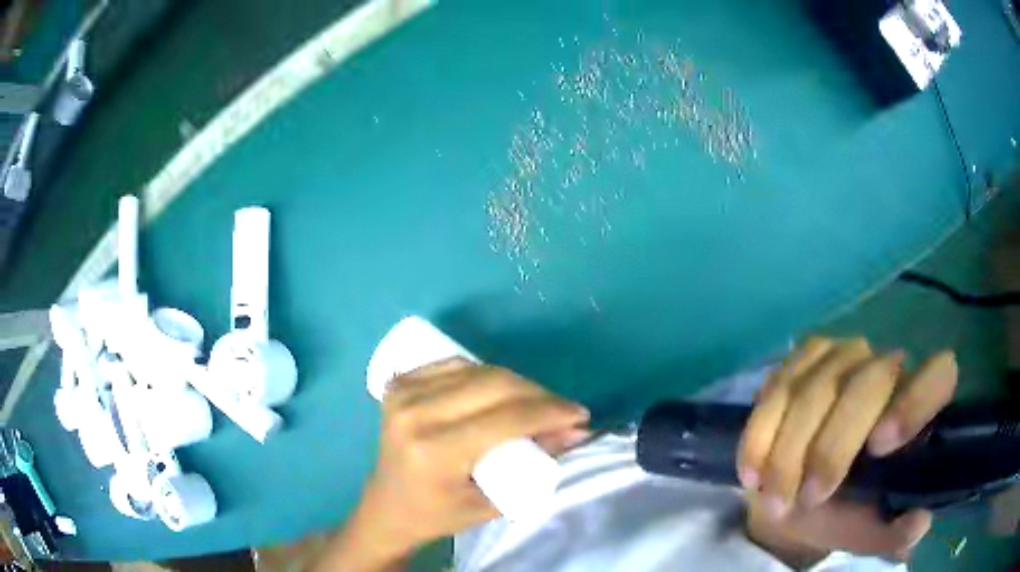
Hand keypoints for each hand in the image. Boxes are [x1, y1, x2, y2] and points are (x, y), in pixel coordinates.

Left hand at [316, 359, 589, 570]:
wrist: (387, 506)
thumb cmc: (439, 514)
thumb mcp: (492, 502)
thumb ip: (535, 467)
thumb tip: (575, 432)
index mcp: (434, 450)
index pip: (506, 417)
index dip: (550, 411)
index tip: (580, 415)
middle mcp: (415, 413)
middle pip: (495, 384)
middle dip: (539, 394)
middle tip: (562, 410)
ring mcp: (402, 393)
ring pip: (477, 369)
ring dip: (515, 383)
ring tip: (536, 402)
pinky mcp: (398, 384)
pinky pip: (454, 365)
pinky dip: (484, 373)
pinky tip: (499, 391)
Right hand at [737, 338, 957, 565]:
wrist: (796, 493)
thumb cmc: (844, 510)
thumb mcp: (869, 529)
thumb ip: (894, 531)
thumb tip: (918, 522)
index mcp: (918, 404)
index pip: (938, 374)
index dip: (915, 401)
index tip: (878, 449)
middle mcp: (887, 367)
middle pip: (867, 383)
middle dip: (831, 447)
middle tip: (807, 500)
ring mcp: (843, 356)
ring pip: (814, 388)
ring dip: (787, 451)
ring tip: (772, 499)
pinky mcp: (802, 360)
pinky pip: (777, 388)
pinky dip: (760, 434)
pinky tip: (752, 471)